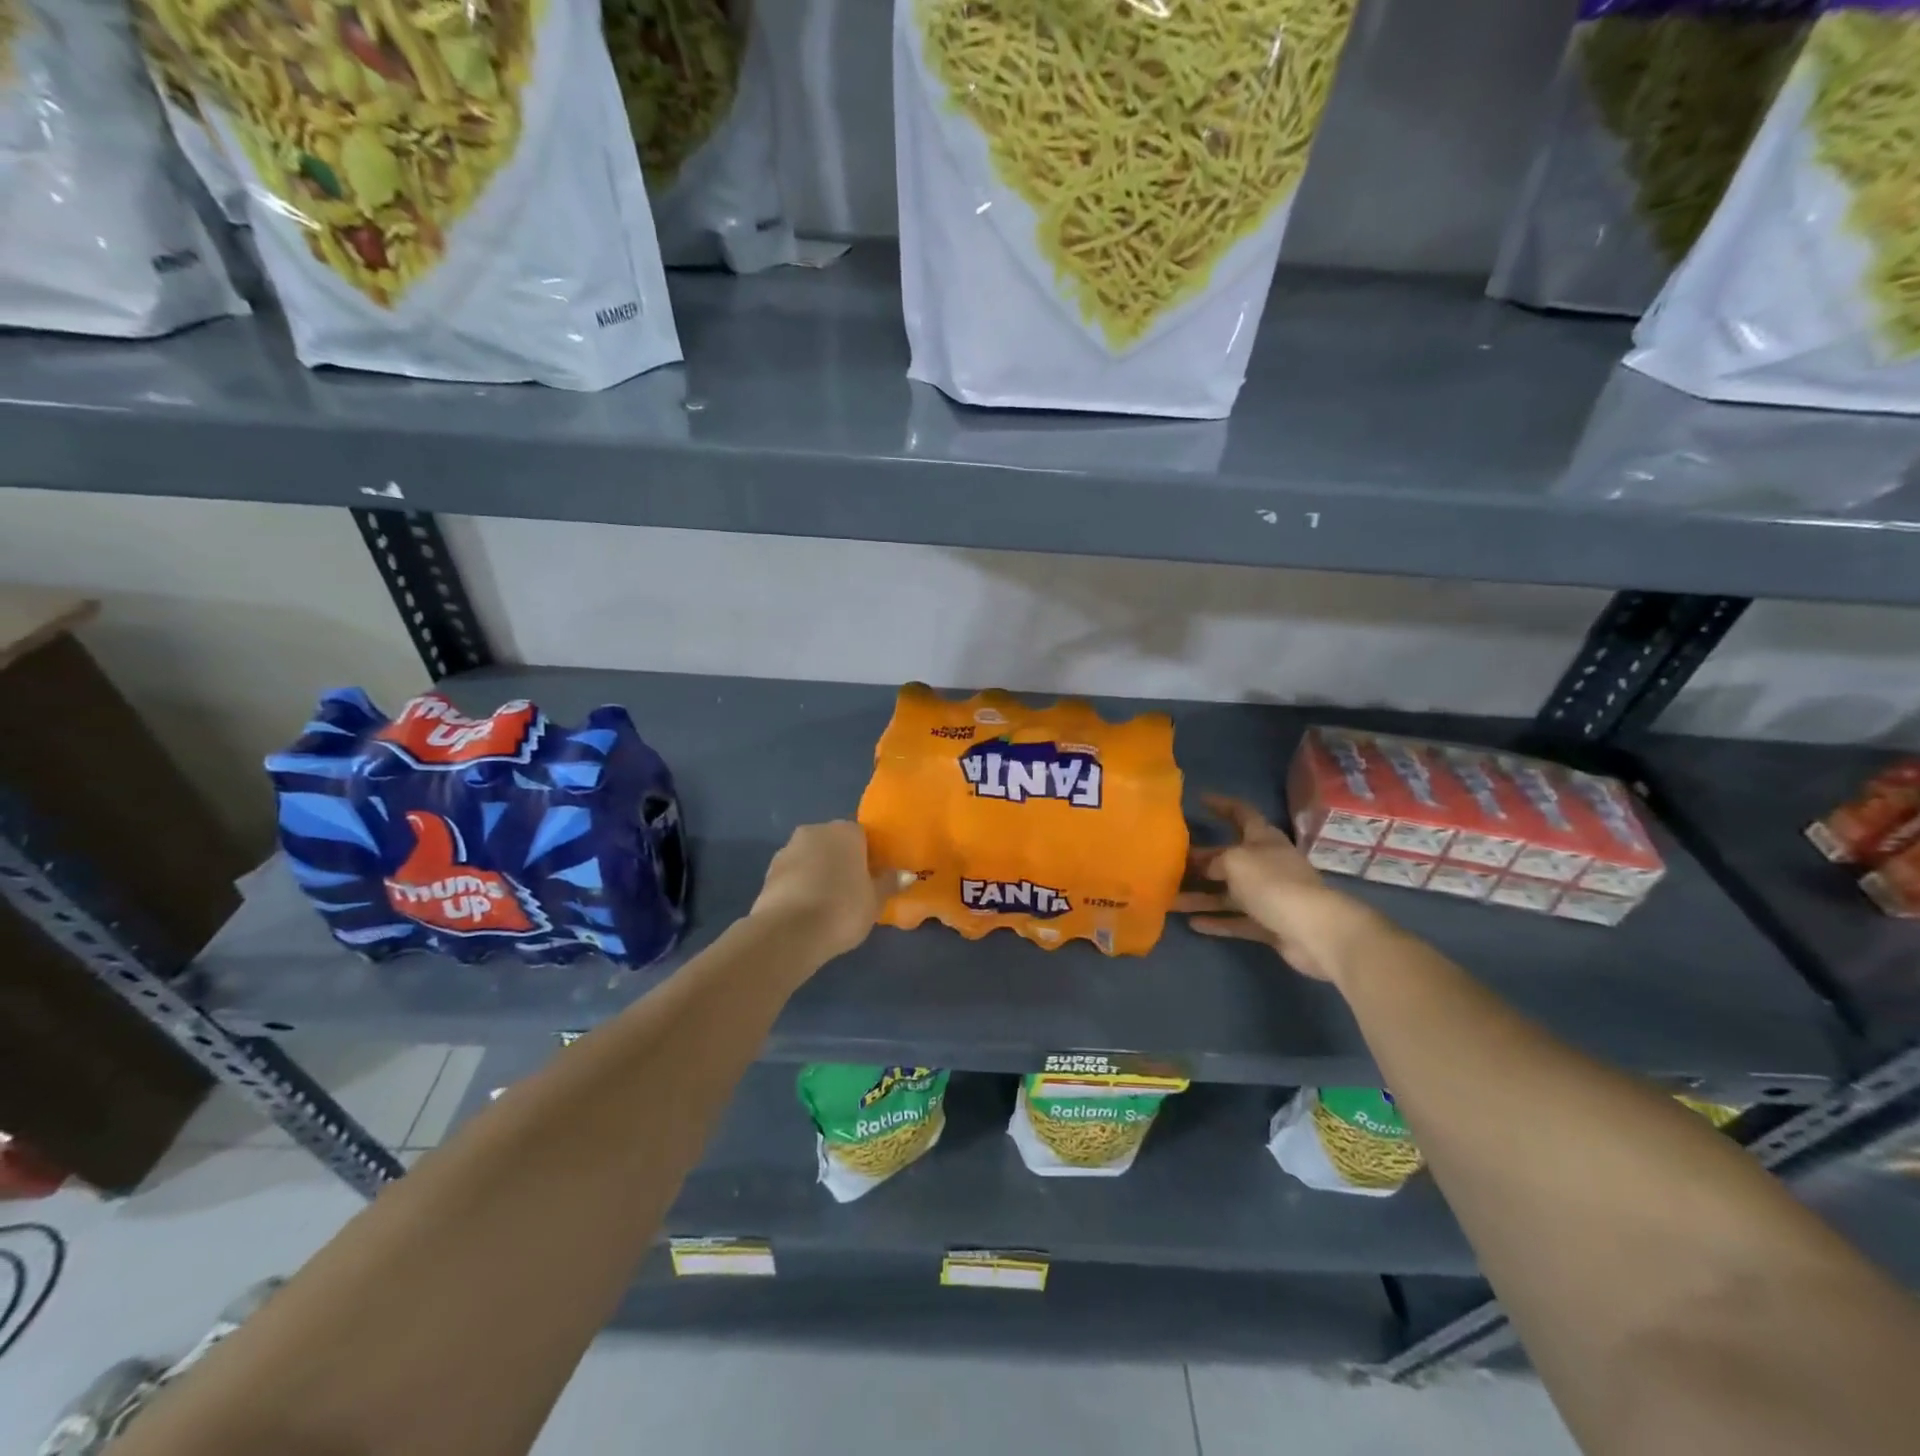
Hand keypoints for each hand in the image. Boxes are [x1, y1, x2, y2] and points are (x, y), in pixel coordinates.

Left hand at [750, 820, 909, 963]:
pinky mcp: (768, 873)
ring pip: (811, 858)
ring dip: (818, 873)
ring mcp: (787, 850)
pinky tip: (807, 910)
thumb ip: (889, 883)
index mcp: (845, 831)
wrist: (789, 932)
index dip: (869, 856)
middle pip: (834, 843)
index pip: (863, 836)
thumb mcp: (875, 900)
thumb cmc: (842, 908)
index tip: (873, 878)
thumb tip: (905, 874)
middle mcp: (815, 831)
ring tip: (828, 904)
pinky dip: (800, 886)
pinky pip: (793, 875)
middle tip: (853, 890)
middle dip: (842, 861)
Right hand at [1174, 794, 1387, 982]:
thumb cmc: (1273, 883)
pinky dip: (1217, 921)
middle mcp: (1266, 864)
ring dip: (1201, 896)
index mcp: (1263, 839)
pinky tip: (1192, 924)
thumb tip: (1207, 869)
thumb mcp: (1235, 861)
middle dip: (1201, 859)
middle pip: (1229, 857)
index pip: (1241, 813)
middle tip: (1170, 862)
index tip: (1200, 800)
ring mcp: (1270, 895)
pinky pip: (1237, 920)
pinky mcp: (1270, 924)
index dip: (1222, 805)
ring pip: (1228, 893)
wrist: (1314, 931)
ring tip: (1170, 900)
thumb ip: (1215, 860)